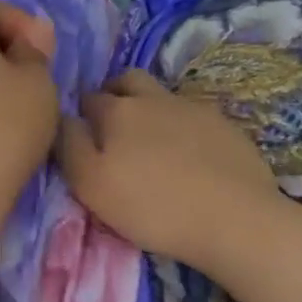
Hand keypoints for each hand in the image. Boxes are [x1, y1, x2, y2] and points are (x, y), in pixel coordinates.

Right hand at [56, 70, 282, 273]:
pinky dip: (183, 128)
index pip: (88, 98)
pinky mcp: (227, 127)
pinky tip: (188, 156)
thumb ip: (69, 145)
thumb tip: (64, 118)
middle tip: (112, 124)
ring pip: (163, 96)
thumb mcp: (90, 184)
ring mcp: (194, 109)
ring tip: (151, 143)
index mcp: (116, 110)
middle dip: (115, 93)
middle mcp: (154, 99)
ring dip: (151, 110)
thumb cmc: (152, 206)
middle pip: (128, 80)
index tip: (82, 134)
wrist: (236, 220)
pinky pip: (194, 117)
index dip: (81, 113)